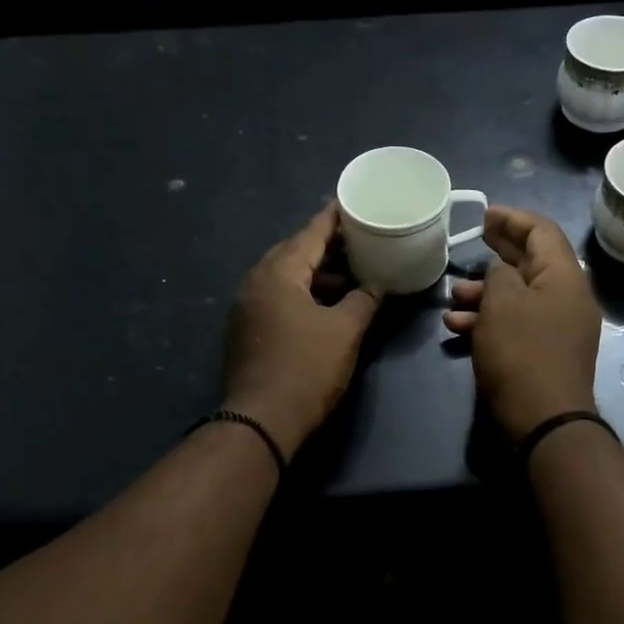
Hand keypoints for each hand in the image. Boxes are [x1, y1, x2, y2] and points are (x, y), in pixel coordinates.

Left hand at [224, 204, 380, 458]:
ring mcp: (246, 307)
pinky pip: (276, 296)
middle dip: (325, 245)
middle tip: (356, 238)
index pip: (310, 233)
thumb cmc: (306, 368)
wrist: (261, 421)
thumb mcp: (345, 330)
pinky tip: (324, 303)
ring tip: (348, 273)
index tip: (351, 202)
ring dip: (314, 272)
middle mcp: (255, 282)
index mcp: (278, 273)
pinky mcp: (246, 329)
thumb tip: (377, 285)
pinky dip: (301, 292)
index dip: (333, 218)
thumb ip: (364, 300)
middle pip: (293, 251)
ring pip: (284, 276)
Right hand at [442, 206, 601, 439]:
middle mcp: (567, 297)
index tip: (484, 214)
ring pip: (519, 295)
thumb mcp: (502, 302)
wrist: (544, 420)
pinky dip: (490, 319)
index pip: (542, 231)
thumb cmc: (522, 351)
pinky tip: (457, 326)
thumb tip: (501, 271)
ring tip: (453, 295)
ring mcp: (557, 327)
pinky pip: (517, 323)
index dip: (512, 218)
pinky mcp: (544, 352)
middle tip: (471, 239)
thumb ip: (498, 274)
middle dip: (498, 250)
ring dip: (485, 291)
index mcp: (565, 276)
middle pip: (531, 261)